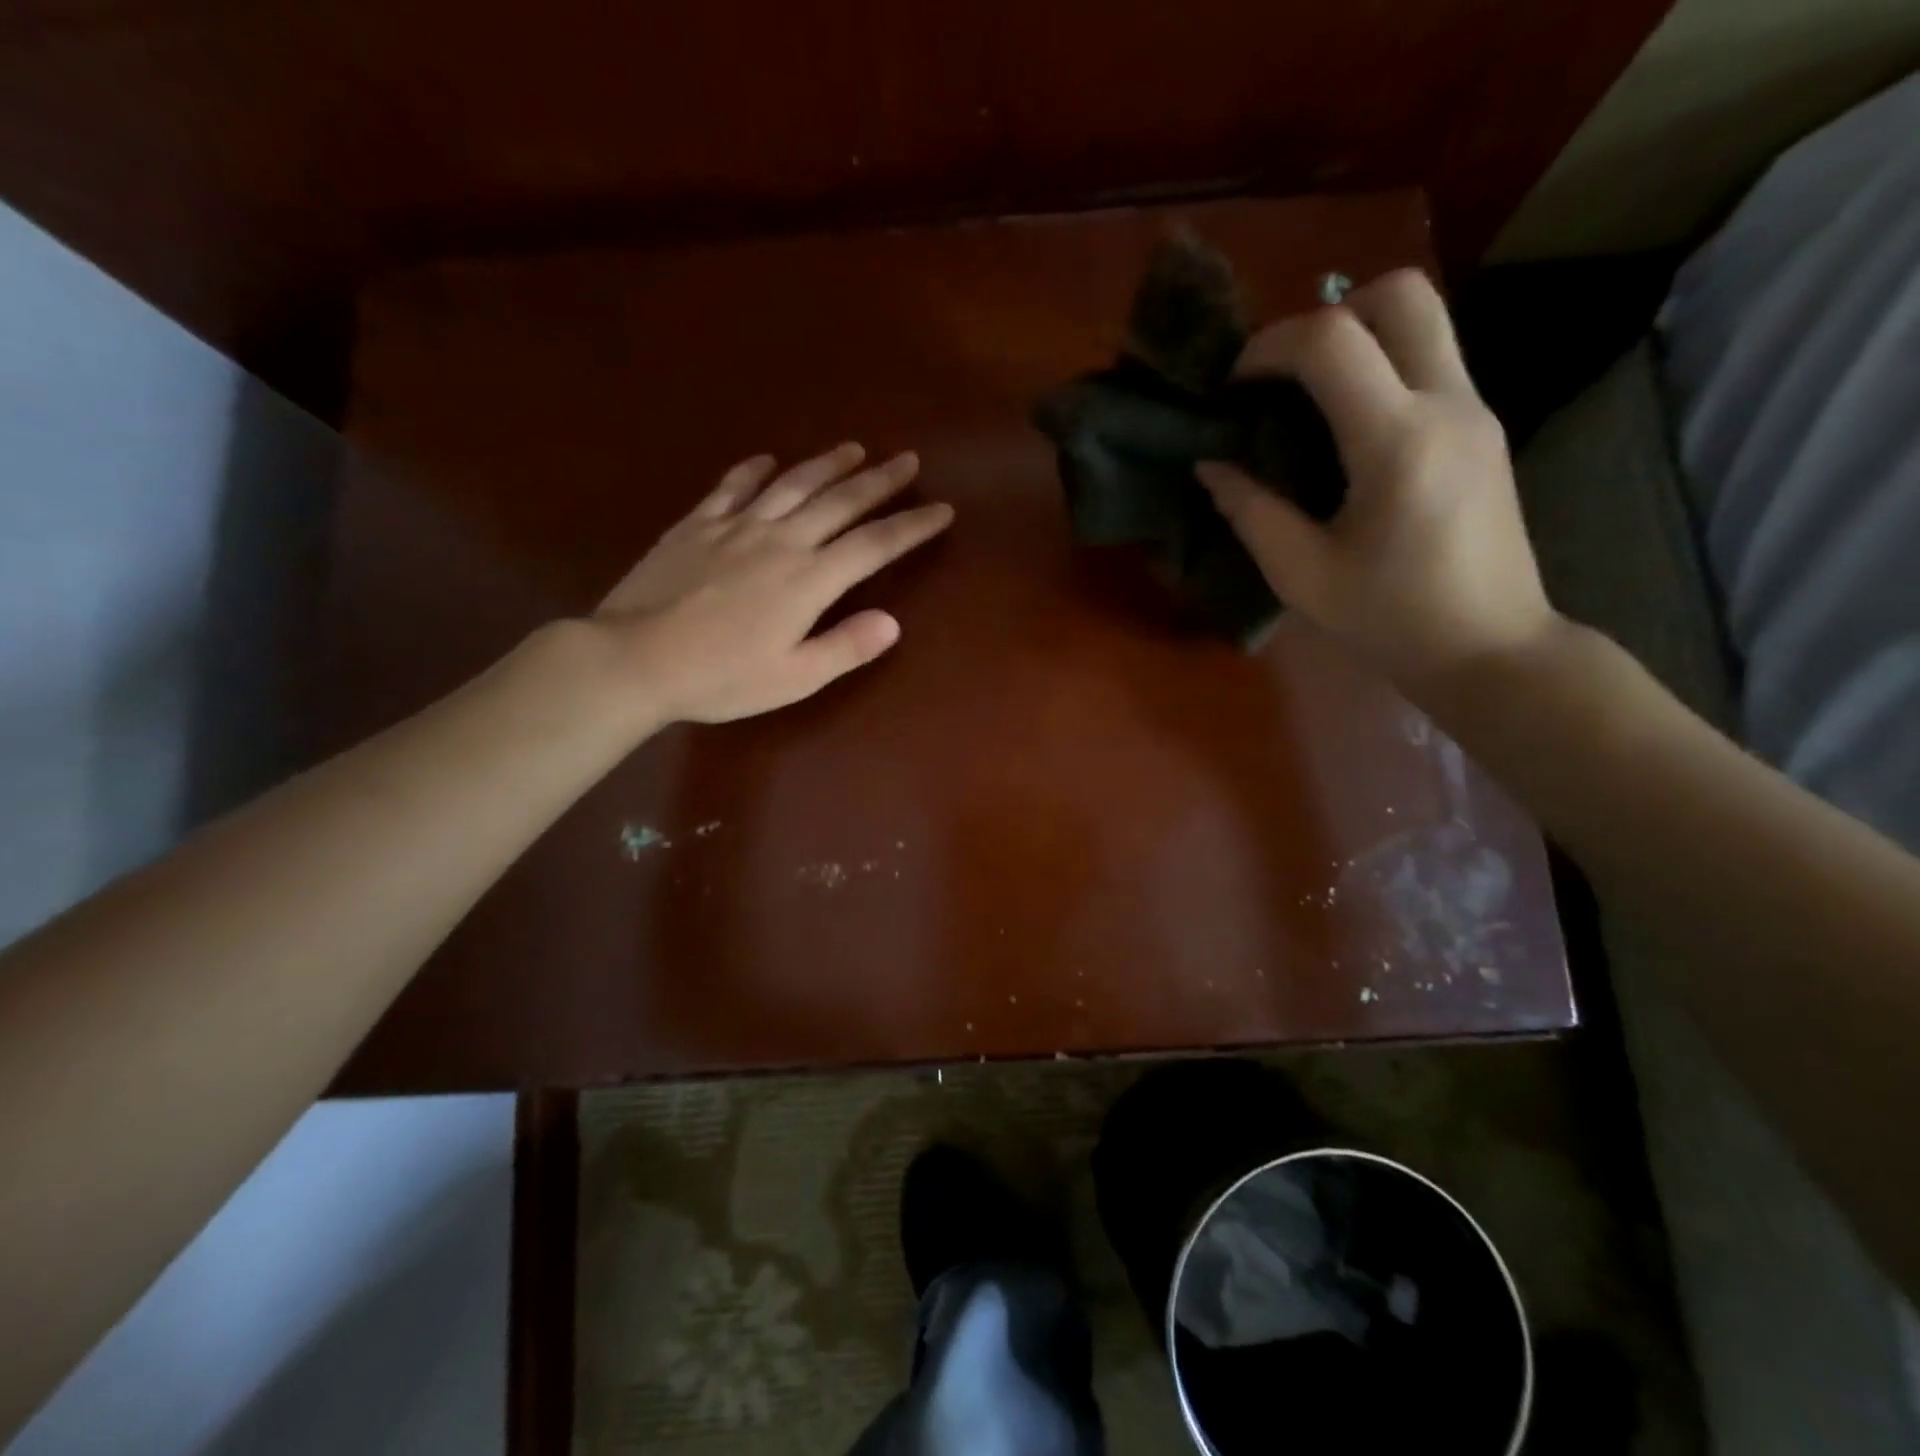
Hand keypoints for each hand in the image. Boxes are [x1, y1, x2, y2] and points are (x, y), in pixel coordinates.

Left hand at [594, 443, 952, 723]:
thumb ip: (845, 647)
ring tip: (854, 448)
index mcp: (809, 580)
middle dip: (879, 481)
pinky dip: (754, 470)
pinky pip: (732, 487)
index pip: (874, 545)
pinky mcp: (696, 525)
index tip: (941, 509)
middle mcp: (780, 541)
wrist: (635, 658)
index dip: (911, 527)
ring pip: (792, 484)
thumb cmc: (720, 678)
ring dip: (827, 464)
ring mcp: (735, 527)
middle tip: (908, 460)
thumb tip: (893, 622)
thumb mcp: (793, 678)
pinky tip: (768, 460)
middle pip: (839, 502)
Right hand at [1197, 269, 1560, 691]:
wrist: (1490, 647)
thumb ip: (1251, 511)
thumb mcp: (1301, 576)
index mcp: (1397, 443)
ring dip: (1357, 334)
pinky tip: (1346, 427)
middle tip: (1283, 374)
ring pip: (1424, 317)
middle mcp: (1448, 404)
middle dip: (1326, 314)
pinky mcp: (1483, 426)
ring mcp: (1476, 410)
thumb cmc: (1389, 619)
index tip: (1234, 386)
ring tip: (1308, 396)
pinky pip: (1430, 359)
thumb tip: (1212, 465)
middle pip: (1398, 293)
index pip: (1331, 341)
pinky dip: (1381, 366)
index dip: (1269, 346)